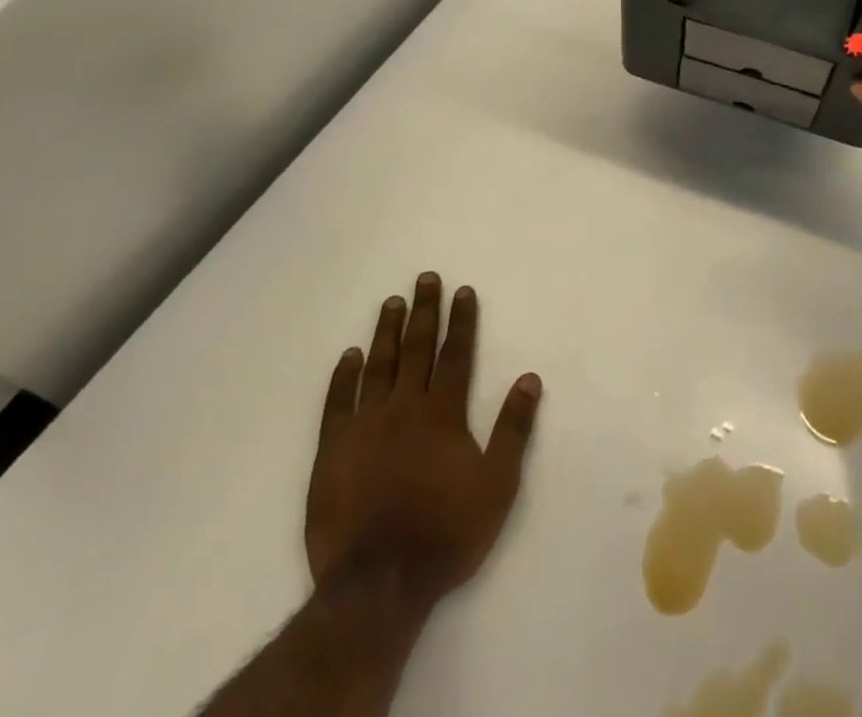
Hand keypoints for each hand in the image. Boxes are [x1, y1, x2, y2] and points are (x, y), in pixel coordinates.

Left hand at [306, 274, 541, 614]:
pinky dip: (343, 376)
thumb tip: (529, 378)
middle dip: (425, 311)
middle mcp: (404, 408)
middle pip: (417, 349)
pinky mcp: (332, 450)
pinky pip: (337, 403)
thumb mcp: (497, 485)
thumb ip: (513, 428)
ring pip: (378, 366)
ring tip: (392, 302)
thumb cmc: (445, 533)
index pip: (455, 354)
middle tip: (425, 278)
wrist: (378, 584)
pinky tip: (349, 355)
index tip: (463, 290)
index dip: (461, 320)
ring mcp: (365, 426)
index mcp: (443, 413)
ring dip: (387, 332)